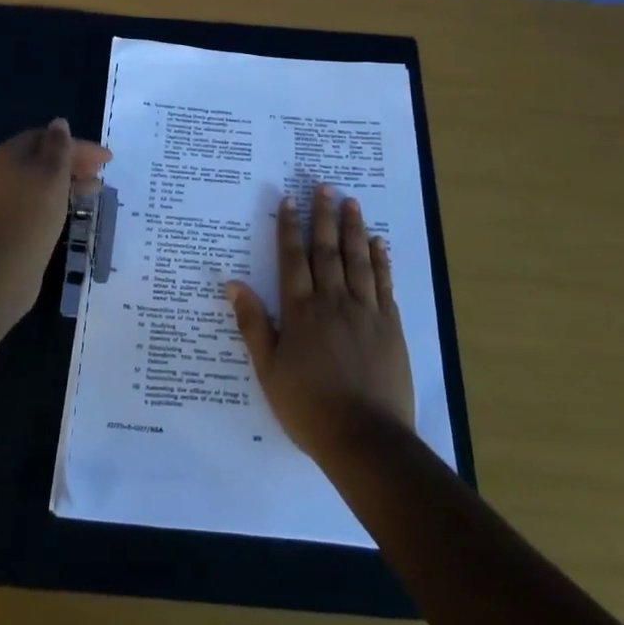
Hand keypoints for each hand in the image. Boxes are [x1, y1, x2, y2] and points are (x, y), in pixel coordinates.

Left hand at [0, 119, 110, 277]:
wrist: (4, 265)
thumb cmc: (33, 212)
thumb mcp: (52, 173)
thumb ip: (59, 145)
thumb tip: (59, 123)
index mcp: (7, 154)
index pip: (46, 138)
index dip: (77, 145)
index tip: (106, 159)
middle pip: (41, 159)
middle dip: (73, 163)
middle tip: (101, 174)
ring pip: (39, 182)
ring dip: (68, 182)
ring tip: (94, 192)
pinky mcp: (5, 223)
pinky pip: (34, 201)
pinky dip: (56, 199)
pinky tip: (71, 209)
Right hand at [226, 184, 415, 462]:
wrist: (365, 438)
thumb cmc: (308, 407)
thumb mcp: (268, 369)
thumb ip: (253, 323)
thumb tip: (233, 283)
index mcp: (301, 312)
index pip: (293, 259)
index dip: (290, 227)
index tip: (290, 199)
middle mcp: (333, 302)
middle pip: (327, 250)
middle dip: (323, 216)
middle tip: (324, 186)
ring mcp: (365, 311)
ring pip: (358, 260)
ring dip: (353, 229)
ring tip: (351, 202)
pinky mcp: (390, 326)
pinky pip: (384, 284)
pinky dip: (381, 261)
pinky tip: (379, 243)